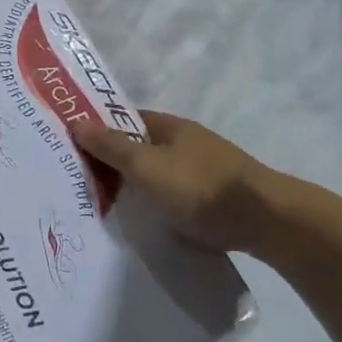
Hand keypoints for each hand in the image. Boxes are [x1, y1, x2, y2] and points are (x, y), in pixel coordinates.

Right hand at [72, 112, 272, 253]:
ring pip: (164, 173)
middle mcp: (190, 141)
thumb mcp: (146, 166)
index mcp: (172, 126)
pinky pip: (181, 196)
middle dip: (121, 162)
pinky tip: (154, 221)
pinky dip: (164, 204)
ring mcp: (208, 169)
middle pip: (146, 148)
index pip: (129, 120)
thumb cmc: (198, 186)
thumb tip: (77, 122)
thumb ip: (112, 147)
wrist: (264, 219)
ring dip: (143, 185)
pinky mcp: (220, 197)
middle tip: (89, 183)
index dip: (104, 131)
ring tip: (116, 208)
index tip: (78, 149)